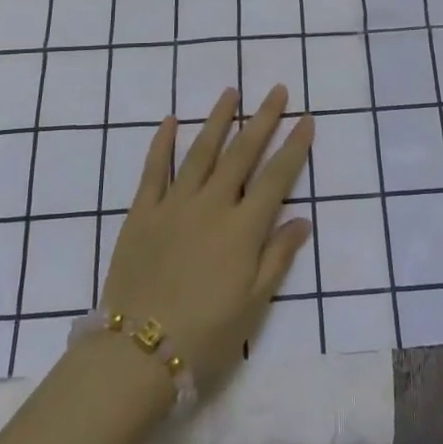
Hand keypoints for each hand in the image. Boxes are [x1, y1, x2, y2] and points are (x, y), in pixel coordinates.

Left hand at [97, 85, 313, 387]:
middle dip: (262, 119)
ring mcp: (174, 204)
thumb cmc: (205, 335)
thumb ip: (277, 257)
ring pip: (201, 151)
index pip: (276, 177)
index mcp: (243, 228)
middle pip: (242, 153)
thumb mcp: (253, 304)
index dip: (294, 146)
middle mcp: (212, 205)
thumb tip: (304, 220)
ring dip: (217, 119)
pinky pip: (153, 170)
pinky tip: (170, 121)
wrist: (136, 353)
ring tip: (231, 92)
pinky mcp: (142, 212)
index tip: (306, 118)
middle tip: (276, 90)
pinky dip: (162, 143)